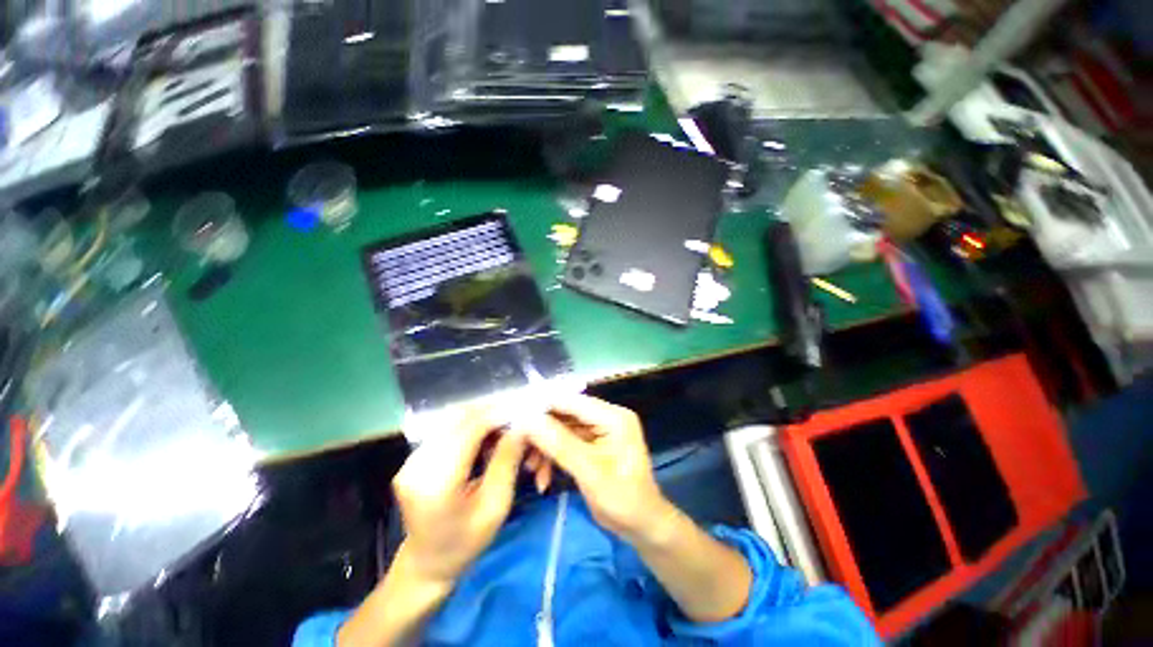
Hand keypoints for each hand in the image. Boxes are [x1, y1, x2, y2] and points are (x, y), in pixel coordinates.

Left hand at [392, 406, 526, 584]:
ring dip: (483, 419)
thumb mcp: (496, 505)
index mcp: (436, 482)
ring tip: (503, 435)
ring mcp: (412, 459)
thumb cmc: (467, 542)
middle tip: (517, 423)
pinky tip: (485, 440)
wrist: (427, 564)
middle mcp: (417, 464)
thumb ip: (507, 460)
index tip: (524, 412)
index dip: (499, 414)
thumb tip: (522, 425)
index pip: (470, 429)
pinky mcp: (414, 456)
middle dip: (493, 413)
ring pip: (454, 418)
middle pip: (460, 417)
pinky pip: (448, 427)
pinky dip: (471, 426)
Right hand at [518, 394, 674, 543]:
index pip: (571, 401)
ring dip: (544, 447)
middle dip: (541, 431)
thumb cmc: (623, 500)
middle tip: (519, 447)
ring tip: (531, 469)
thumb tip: (528, 420)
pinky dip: (552, 456)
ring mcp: (599, 429)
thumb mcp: (590, 473)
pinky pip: (566, 441)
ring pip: (562, 428)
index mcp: (613, 416)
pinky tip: (543, 477)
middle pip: (565, 413)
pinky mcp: (592, 443)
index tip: (515, 416)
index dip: (542, 405)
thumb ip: (559, 444)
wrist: (642, 527)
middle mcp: (606, 416)